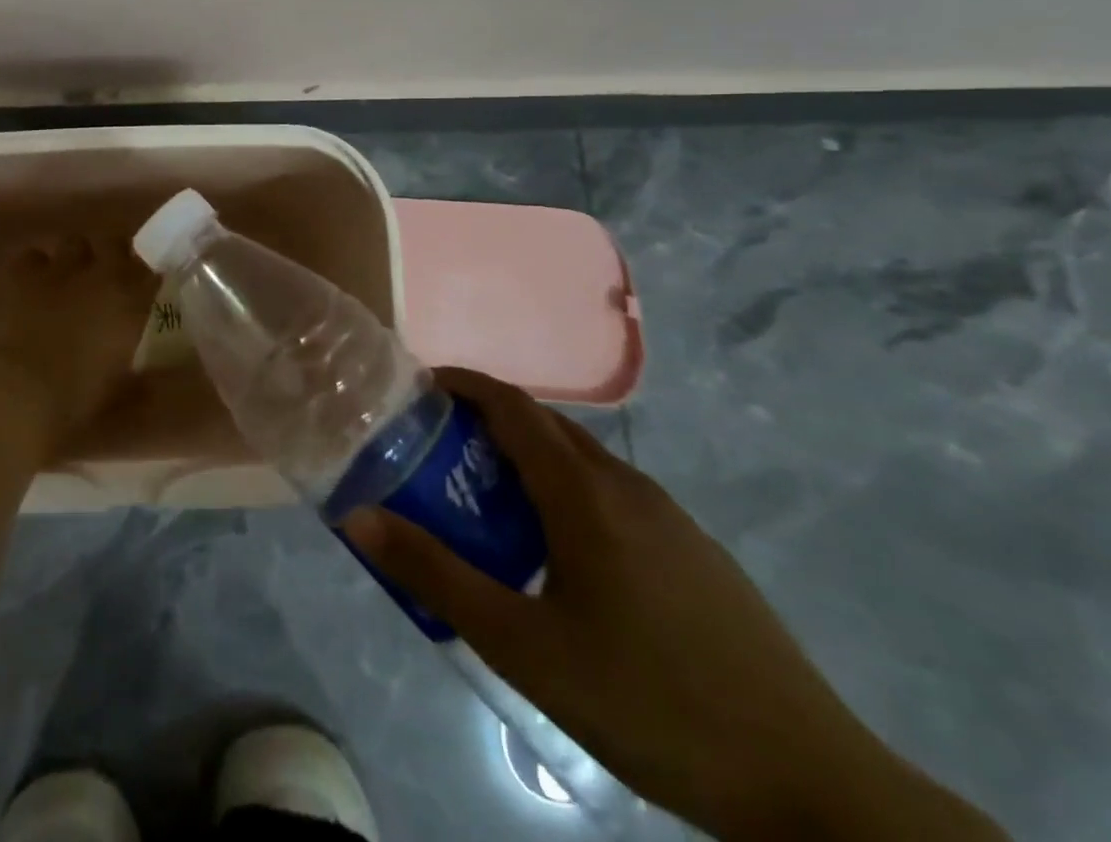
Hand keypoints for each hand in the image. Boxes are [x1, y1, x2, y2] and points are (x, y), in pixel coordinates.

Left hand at [0, 230, 155, 453]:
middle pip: (114, 243)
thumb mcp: (120, 386)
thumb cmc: (76, 401)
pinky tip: (28, 286)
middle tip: (103, 278)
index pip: (150, 271)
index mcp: (131, 301)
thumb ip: (136, 362)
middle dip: (110, 256)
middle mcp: (101, 273)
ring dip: (73, 258)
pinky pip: (31, 255)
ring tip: (65, 279)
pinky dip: (32, 268)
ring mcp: (59, 267)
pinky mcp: (20, 270)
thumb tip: (143, 358)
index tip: (141, 289)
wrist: (18, 395)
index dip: (144, 277)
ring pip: (73, 242)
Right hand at [342, 369, 1002, 840]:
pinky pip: (613, 494)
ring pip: (582, 462)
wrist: (813, 787)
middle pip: (546, 427)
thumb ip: (436, 575)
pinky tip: (559, 554)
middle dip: (487, 421)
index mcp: (585, 493)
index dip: (464, 385)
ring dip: (528, 459)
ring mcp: (672, 520)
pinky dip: (566, 491)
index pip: (513, 406)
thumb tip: (357, 517)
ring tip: (487, 500)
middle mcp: (628, 487)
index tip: (418, 387)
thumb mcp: (523, 646)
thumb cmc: (649, 701)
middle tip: (437, 449)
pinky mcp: (698, 554)